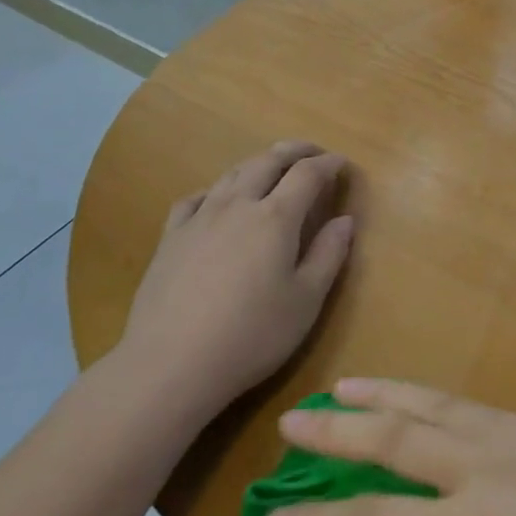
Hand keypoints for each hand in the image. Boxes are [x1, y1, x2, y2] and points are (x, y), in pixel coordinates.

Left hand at [119, 141, 353, 415]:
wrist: (172, 364)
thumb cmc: (252, 335)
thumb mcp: (306, 300)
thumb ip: (329, 254)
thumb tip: (345, 220)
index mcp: (276, 218)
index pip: (307, 174)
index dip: (328, 164)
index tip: (342, 164)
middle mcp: (237, 205)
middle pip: (268, 161)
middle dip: (295, 151)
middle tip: (313, 152)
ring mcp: (199, 218)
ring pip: (232, 173)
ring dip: (258, 163)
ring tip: (273, 168)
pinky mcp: (171, 238)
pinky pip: (196, 198)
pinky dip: (217, 189)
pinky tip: (218, 200)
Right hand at [266, 379, 515, 515]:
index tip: (278, 511)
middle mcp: (488, 468)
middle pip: (397, 440)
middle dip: (338, 431)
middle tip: (294, 421)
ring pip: (437, 406)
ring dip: (385, 395)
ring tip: (344, 386)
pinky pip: (479, 408)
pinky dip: (437, 402)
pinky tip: (422, 403)